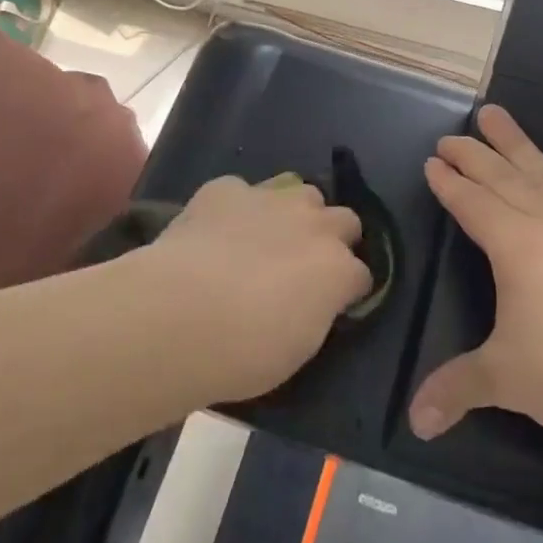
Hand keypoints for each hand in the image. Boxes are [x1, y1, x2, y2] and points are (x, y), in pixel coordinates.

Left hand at [145, 175, 370, 404]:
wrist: (180, 315)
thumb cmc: (245, 352)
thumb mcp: (298, 348)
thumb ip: (316, 313)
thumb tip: (312, 302)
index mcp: (338, 269)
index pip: (362, 273)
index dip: (347, 288)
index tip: (332, 303)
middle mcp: (314, 225)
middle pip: (344, 219)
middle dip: (332, 238)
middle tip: (306, 266)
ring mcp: (271, 199)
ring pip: (300, 190)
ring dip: (294, 211)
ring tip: (267, 237)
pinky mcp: (226, 189)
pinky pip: (242, 191)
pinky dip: (237, 208)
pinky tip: (217, 230)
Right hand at [409, 105, 542, 448]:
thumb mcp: (502, 380)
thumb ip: (454, 390)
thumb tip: (413, 424)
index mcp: (516, 247)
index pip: (473, 204)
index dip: (449, 182)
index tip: (433, 161)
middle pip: (505, 178)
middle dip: (474, 155)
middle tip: (452, 135)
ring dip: (520, 145)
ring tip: (498, 115)